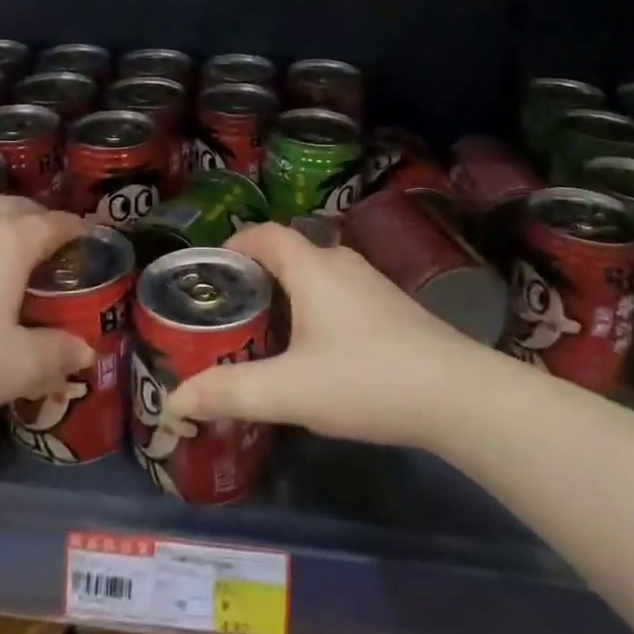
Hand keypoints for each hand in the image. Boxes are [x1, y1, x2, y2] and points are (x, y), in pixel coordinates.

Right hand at [161, 222, 484, 450]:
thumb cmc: (366, 379)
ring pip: (314, 275)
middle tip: (228, 313)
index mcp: (312, 266)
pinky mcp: (391, 306)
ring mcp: (370, 282)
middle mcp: (340, 262)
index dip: (231, 246)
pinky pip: (337, 292)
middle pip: (286, 254)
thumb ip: (230, 392)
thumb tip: (175, 399)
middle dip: (253, 277)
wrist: (458, 395)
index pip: (263, 234)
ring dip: (285, 294)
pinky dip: (313, 307)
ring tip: (263, 332)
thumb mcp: (290, 391)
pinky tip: (313, 350)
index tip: (208, 275)